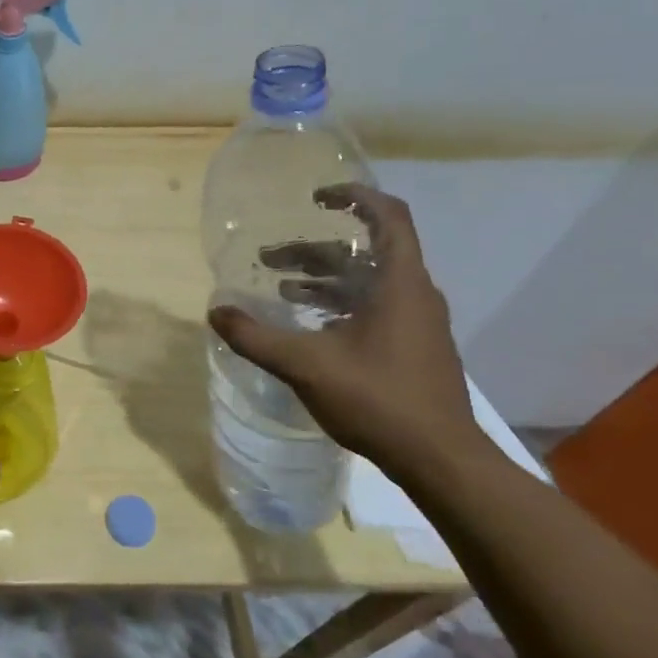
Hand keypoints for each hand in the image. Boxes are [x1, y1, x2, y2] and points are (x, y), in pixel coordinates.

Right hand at [208, 184, 481, 476]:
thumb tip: (215, 312)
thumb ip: (256, 337)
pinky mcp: (414, 346)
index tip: (315, 198)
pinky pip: (375, 306)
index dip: (354, 197)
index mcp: (399, 283)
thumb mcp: (306, 365)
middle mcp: (414, 293)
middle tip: (269, 259)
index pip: (387, 216)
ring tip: (280, 288)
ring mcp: (418, 322)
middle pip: (365, 251)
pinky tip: (309, 326)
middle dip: (314, 249)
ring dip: (324, 278)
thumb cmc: (379, 400)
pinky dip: (339, 303)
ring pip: (367, 281)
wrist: (441, 460)